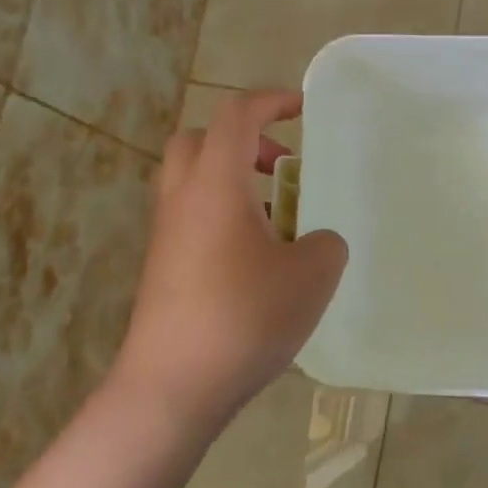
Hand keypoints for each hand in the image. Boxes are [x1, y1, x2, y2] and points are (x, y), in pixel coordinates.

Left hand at [108, 90, 347, 425]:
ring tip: (279, 219)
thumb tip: (313, 241)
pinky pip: (193, 219)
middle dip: (244, 140)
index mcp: (216, 185)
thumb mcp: (313, 274)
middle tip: (282, 167)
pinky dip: (225, 217)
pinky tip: (259, 261)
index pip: (237, 115)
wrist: (172, 387)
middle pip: (200, 140)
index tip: (305, 109)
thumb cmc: (245, 317)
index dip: (272, 101)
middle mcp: (183, 200)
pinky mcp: (163, 269)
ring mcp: (167, 236)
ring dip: (235, 181)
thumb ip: (325, 242)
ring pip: (193, 182)